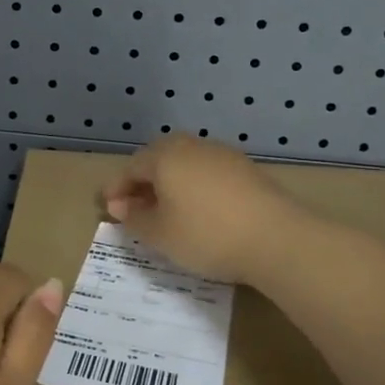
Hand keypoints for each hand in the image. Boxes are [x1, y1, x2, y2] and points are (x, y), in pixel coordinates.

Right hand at [102, 135, 299, 282]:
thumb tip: (120, 206)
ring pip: (185, 166)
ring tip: (167, 213)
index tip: (108, 210)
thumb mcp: (160, 234)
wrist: (277, 238)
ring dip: (170, 185)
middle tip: (135, 209)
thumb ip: (134, 218)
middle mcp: (192, 146)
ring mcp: (222, 155)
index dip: (116, 189)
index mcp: (165, 156)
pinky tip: (199, 212)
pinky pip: (208, 174)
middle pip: (158, 160)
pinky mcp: (246, 170)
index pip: (130, 168)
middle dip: (143, 183)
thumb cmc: (205, 235)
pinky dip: (195, 189)